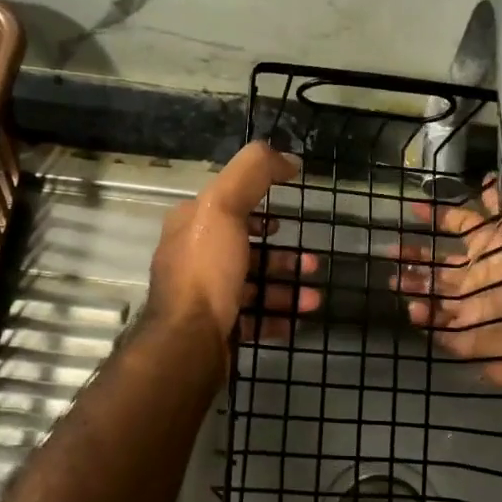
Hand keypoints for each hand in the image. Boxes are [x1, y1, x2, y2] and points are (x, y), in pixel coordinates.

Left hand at [145, 141, 319, 351]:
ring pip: (253, 285)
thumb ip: (254, 172)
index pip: (226, 206)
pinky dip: (278, 315)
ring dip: (287, 287)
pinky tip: (298, 318)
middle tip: (312, 263)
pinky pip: (254, 317)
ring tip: (314, 298)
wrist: (188, 343)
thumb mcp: (225, 206)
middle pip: (245, 249)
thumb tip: (288, 158)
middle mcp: (194, 258)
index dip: (258, 207)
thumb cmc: (207, 271)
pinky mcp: (217, 328)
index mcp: (190, 225)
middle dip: (282, 255)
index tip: (286, 217)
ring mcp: (205, 296)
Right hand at [393, 180, 501, 396]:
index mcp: (494, 250)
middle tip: (391, 250)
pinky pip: (439, 330)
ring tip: (394, 280)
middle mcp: (481, 278)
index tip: (414, 208)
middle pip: (441, 265)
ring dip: (413, 286)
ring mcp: (473, 310)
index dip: (439, 216)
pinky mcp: (468, 340)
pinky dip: (424, 320)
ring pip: (434, 296)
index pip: (461, 227)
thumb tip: (489, 177)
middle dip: (415, 256)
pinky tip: (414, 309)